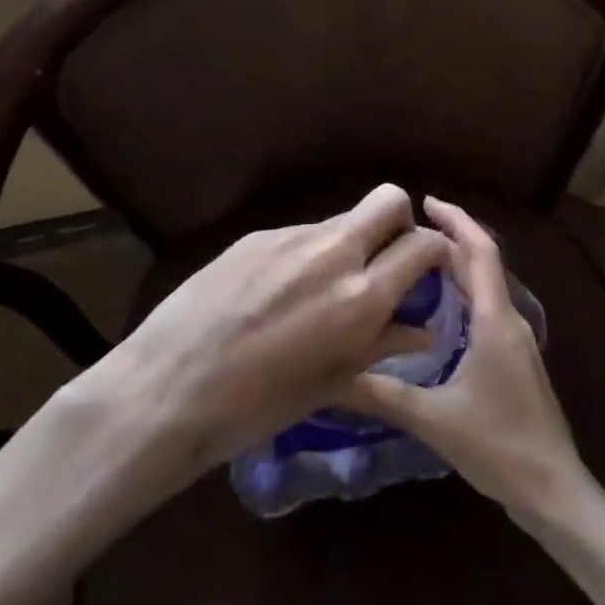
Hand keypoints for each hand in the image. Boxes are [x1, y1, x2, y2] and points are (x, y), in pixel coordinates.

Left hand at [101, 183, 448, 480]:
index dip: (436, 251)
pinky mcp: (256, 235)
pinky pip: (300, 235)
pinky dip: (307, 255)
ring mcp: (290, 237)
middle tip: (385, 261)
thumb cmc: (257, 406)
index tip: (428, 270)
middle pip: (389, 199)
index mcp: (360, 296)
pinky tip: (277, 294)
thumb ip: (384, 344)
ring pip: (341, 219)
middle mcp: (332, 252)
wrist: (168, 389)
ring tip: (321, 290)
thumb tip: (424, 328)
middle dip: (400, 222)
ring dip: (349, 243)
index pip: (423, 244)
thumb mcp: (333, 382)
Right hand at [339, 195, 594, 526]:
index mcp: (495, 321)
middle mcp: (510, 321)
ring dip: (458, 266)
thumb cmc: (499, 446)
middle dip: (450, 240)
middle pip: (483, 264)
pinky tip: (439, 312)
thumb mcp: (435, 420)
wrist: (554, 489)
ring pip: (487, 286)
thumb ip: (386, 395)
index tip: (426, 202)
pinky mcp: (515, 360)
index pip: (480, 252)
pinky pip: (489, 308)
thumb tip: (338, 374)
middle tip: (407, 233)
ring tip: (417, 262)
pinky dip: (465, 294)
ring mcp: (517, 341)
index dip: (456, 221)